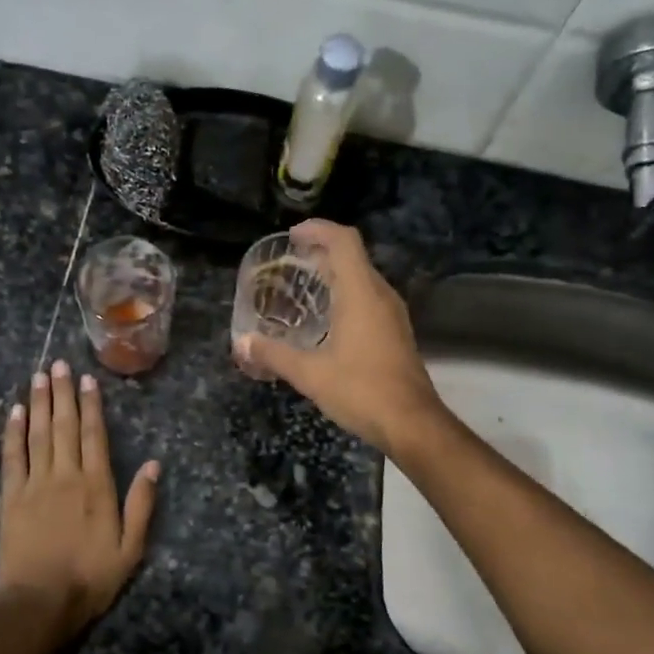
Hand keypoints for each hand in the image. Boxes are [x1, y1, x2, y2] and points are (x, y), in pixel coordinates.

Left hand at [0, 358, 159, 641]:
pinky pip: (12, 457)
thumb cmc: (90, 578)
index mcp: (97, 486)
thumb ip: (141, 504)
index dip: (92, 405)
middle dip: (62, 393)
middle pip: (64, 426)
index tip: (87, 379)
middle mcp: (66, 475)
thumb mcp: (130, 548)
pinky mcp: (11, 497)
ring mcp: (35, 484)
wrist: (39, 602)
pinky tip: (15, 413)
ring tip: (39, 376)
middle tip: (58, 364)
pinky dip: (13, 433)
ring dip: (39, 403)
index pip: (95, 435)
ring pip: (38, 434)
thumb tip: (154, 465)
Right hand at [233, 220, 443, 453]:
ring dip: (334, 274)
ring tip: (302, 286)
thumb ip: (274, 355)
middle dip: (321, 251)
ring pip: (362, 278)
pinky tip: (325, 319)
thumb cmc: (361, 391)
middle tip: (289, 261)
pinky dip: (345, 295)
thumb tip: (241, 344)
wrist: (412, 423)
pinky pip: (368, 299)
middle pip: (352, 256)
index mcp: (362, 293)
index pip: (344, 241)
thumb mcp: (310, 374)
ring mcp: (392, 314)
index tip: (292, 236)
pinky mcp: (395, 333)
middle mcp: (380, 295)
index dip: (318, 230)